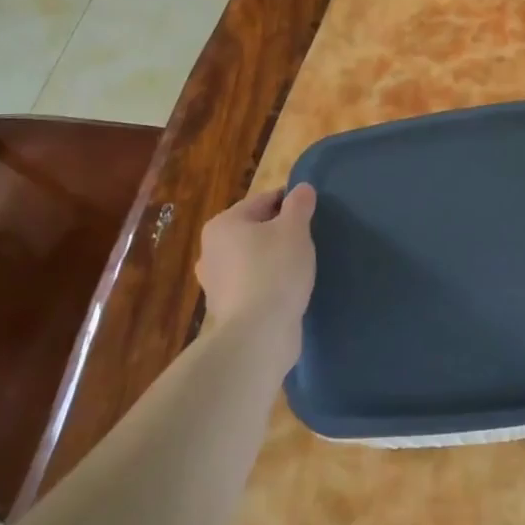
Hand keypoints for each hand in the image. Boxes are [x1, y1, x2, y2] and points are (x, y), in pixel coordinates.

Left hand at [196, 185, 317, 333]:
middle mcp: (211, 250)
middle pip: (255, 230)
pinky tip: (287, 290)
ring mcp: (215, 282)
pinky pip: (252, 284)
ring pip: (253, 258)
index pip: (263, 200)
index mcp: (223, 224)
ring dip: (274, 259)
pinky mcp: (225, 309)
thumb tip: (302, 189)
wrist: (257, 335)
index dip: (291, 203)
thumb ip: (299, 205)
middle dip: (280, 232)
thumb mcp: (295, 230)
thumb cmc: (275, 271)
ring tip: (301, 267)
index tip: (313, 213)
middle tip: (309, 241)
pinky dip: (268, 284)